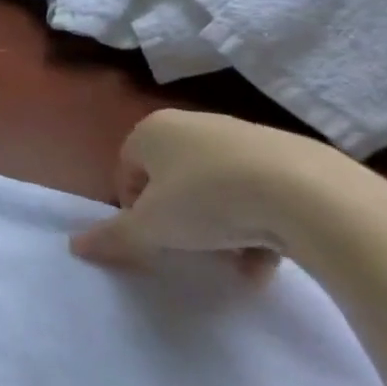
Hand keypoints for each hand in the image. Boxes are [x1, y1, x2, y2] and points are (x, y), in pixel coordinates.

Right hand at [69, 108, 370, 278]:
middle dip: (180, 217)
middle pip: (173, 178)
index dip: (134, 207)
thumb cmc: (208, 200)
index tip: (152, 236)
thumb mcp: (152, 227)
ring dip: (220, 226)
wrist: (311, 194)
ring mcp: (244, 136)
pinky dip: (259, 223)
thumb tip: (75, 246)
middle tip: (191, 248)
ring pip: (218, 187)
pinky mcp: (291, 155)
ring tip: (235, 262)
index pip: (127, 168)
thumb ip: (113, 237)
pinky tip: (269, 258)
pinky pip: (261, 191)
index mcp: (152, 130)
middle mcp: (194, 124)